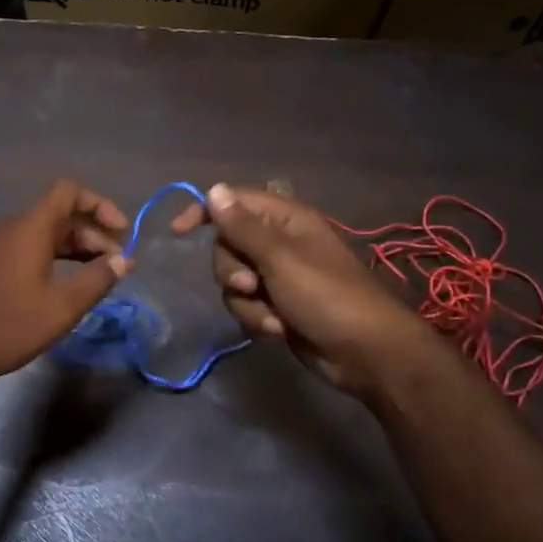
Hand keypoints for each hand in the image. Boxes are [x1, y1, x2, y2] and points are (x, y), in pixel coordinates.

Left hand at [0, 180, 131, 388]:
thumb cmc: (8, 325)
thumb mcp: (62, 307)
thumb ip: (97, 280)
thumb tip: (124, 261)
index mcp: (30, 227)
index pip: (69, 192)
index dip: (100, 205)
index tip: (122, 233)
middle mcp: (11, 227)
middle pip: (60, 214)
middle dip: (93, 234)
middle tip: (116, 266)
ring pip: (44, 233)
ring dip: (75, 248)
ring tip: (97, 276)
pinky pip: (28, 248)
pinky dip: (53, 258)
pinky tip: (65, 285)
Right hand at [171, 183, 437, 397]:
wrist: (364, 352)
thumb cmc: (327, 297)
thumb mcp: (280, 259)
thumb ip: (243, 227)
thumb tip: (214, 189)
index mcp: (285, 221)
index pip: (234, 203)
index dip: (205, 212)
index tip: (177, 233)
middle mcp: (279, 244)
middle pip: (227, 247)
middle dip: (232, 272)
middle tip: (251, 286)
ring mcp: (277, 278)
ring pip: (233, 283)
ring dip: (247, 304)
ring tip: (273, 318)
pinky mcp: (276, 307)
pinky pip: (246, 306)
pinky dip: (257, 319)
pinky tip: (277, 332)